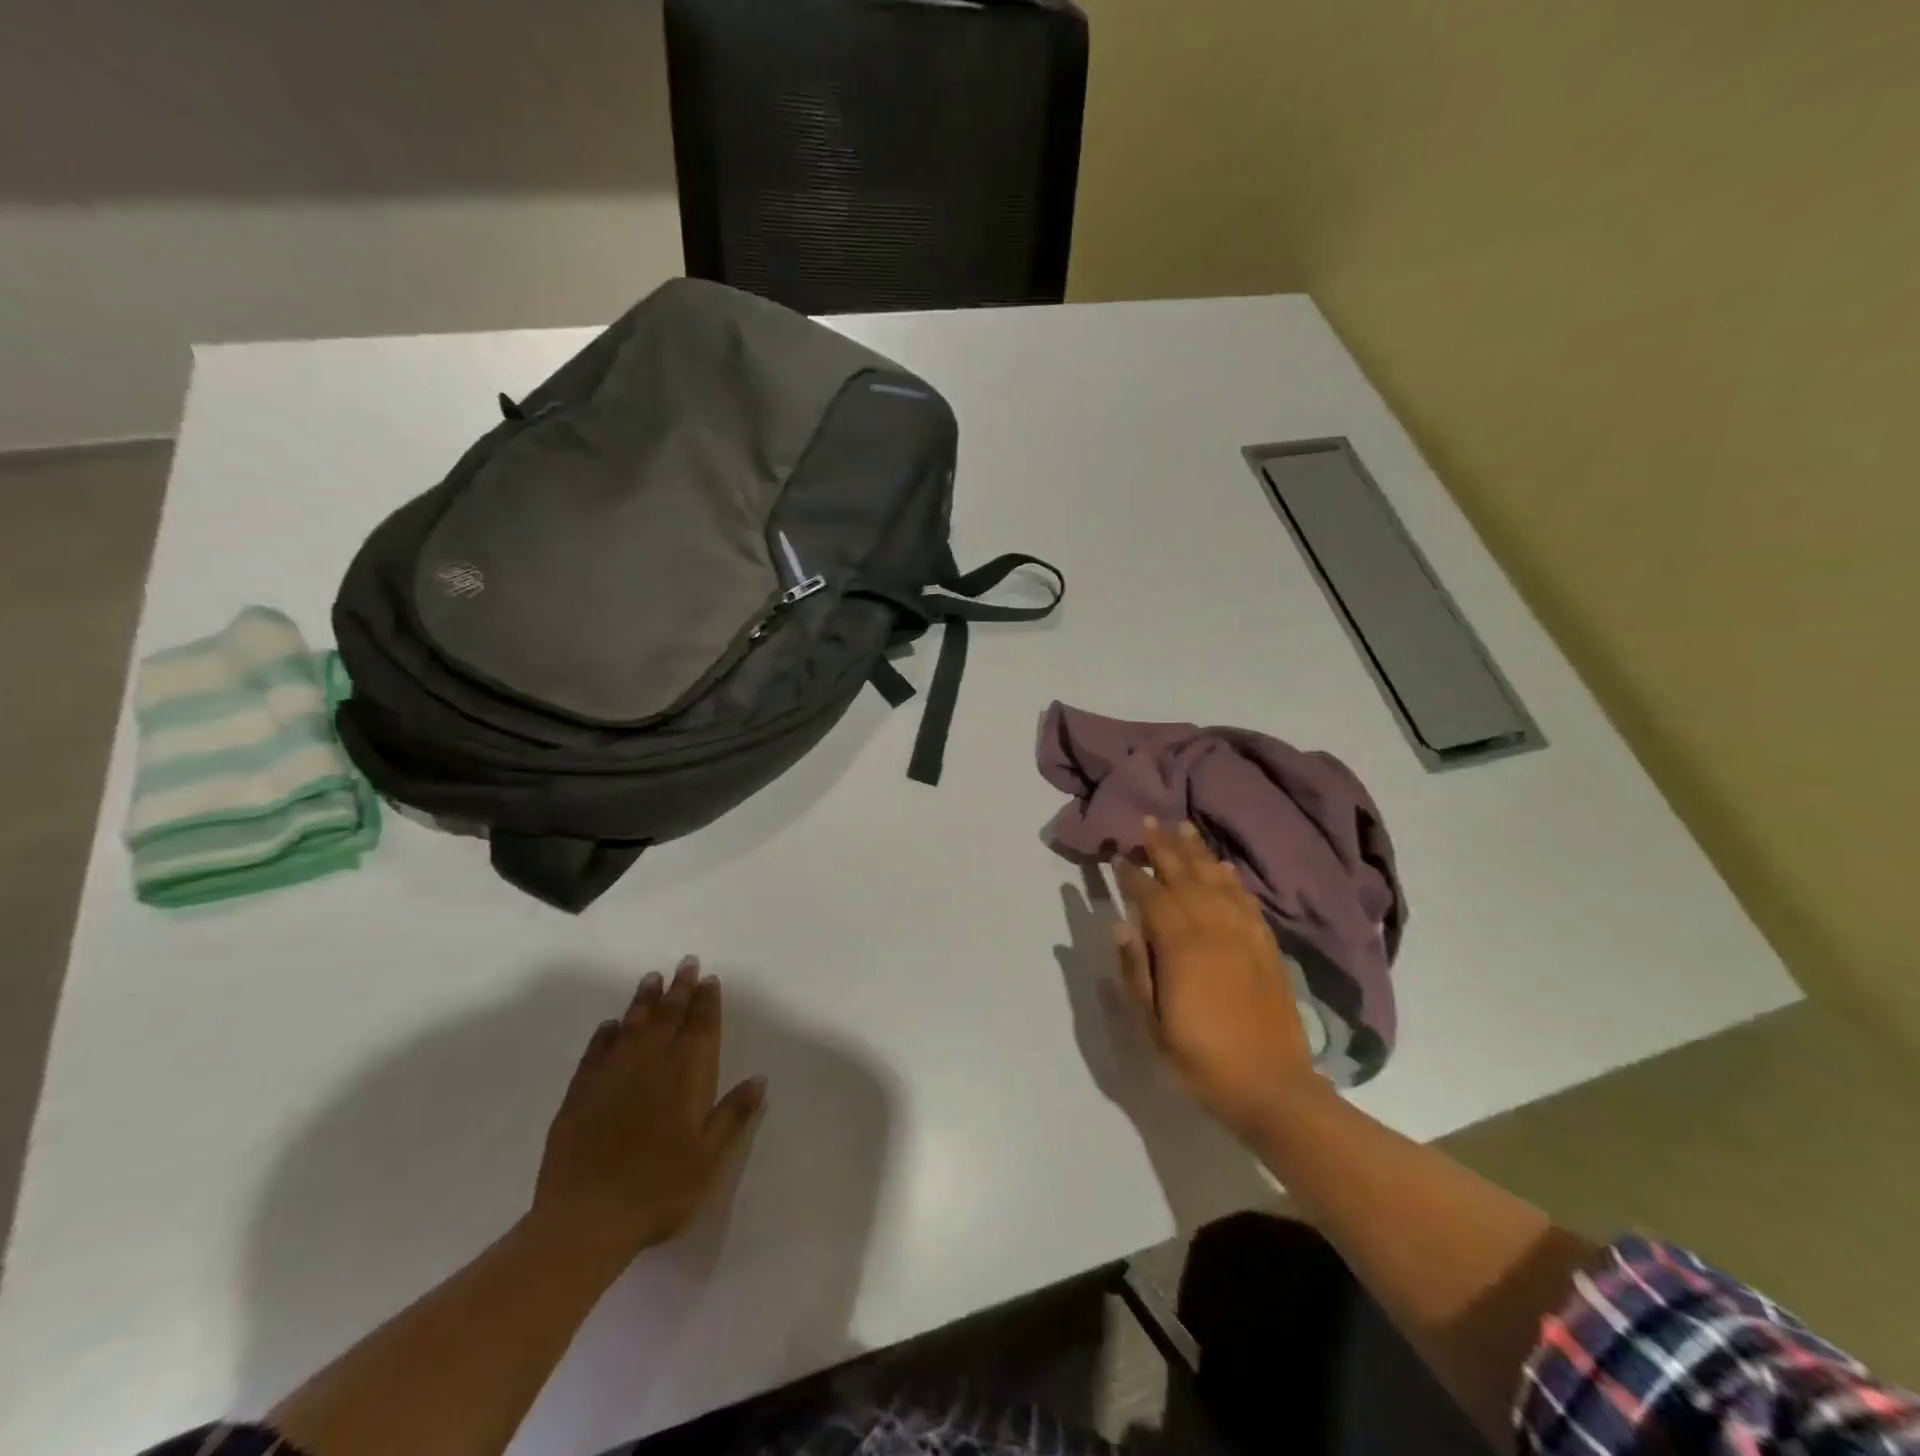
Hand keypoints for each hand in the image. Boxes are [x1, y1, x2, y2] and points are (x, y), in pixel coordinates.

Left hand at [532, 957, 764, 1262]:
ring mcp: (612, 1076)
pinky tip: (610, 1027)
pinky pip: (596, 1052)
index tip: (709, 979)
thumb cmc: (660, 1188)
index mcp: (687, 1076)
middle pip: (668, 1016)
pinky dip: (606, 1035)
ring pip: (632, 1026)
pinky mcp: (580, 1093)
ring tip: (651, 979)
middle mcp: (651, 1064)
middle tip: (685, 963)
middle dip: (679, 989)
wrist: (586, 1219)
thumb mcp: (710, 1157)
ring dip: (644, 1001)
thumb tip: (759, 1078)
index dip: (706, 1002)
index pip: (701, 1027)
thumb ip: (733, 1114)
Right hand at [1113, 819, 1326, 1138]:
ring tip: (1184, 828)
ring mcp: (1244, 937)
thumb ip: (1136, 971)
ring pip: (1217, 882)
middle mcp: (1213, 931)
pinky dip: (1233, 881)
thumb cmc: (1201, 1060)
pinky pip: (1247, 903)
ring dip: (1198, 854)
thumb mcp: (1153, 1025)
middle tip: (1149, 822)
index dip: (1132, 875)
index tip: (1118, 855)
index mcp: (1181, 948)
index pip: (1152, 898)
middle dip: (1164, 848)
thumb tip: (1120, 925)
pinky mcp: (1267, 948)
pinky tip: (1224, 868)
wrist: (1272, 1088)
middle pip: (1185, 878)